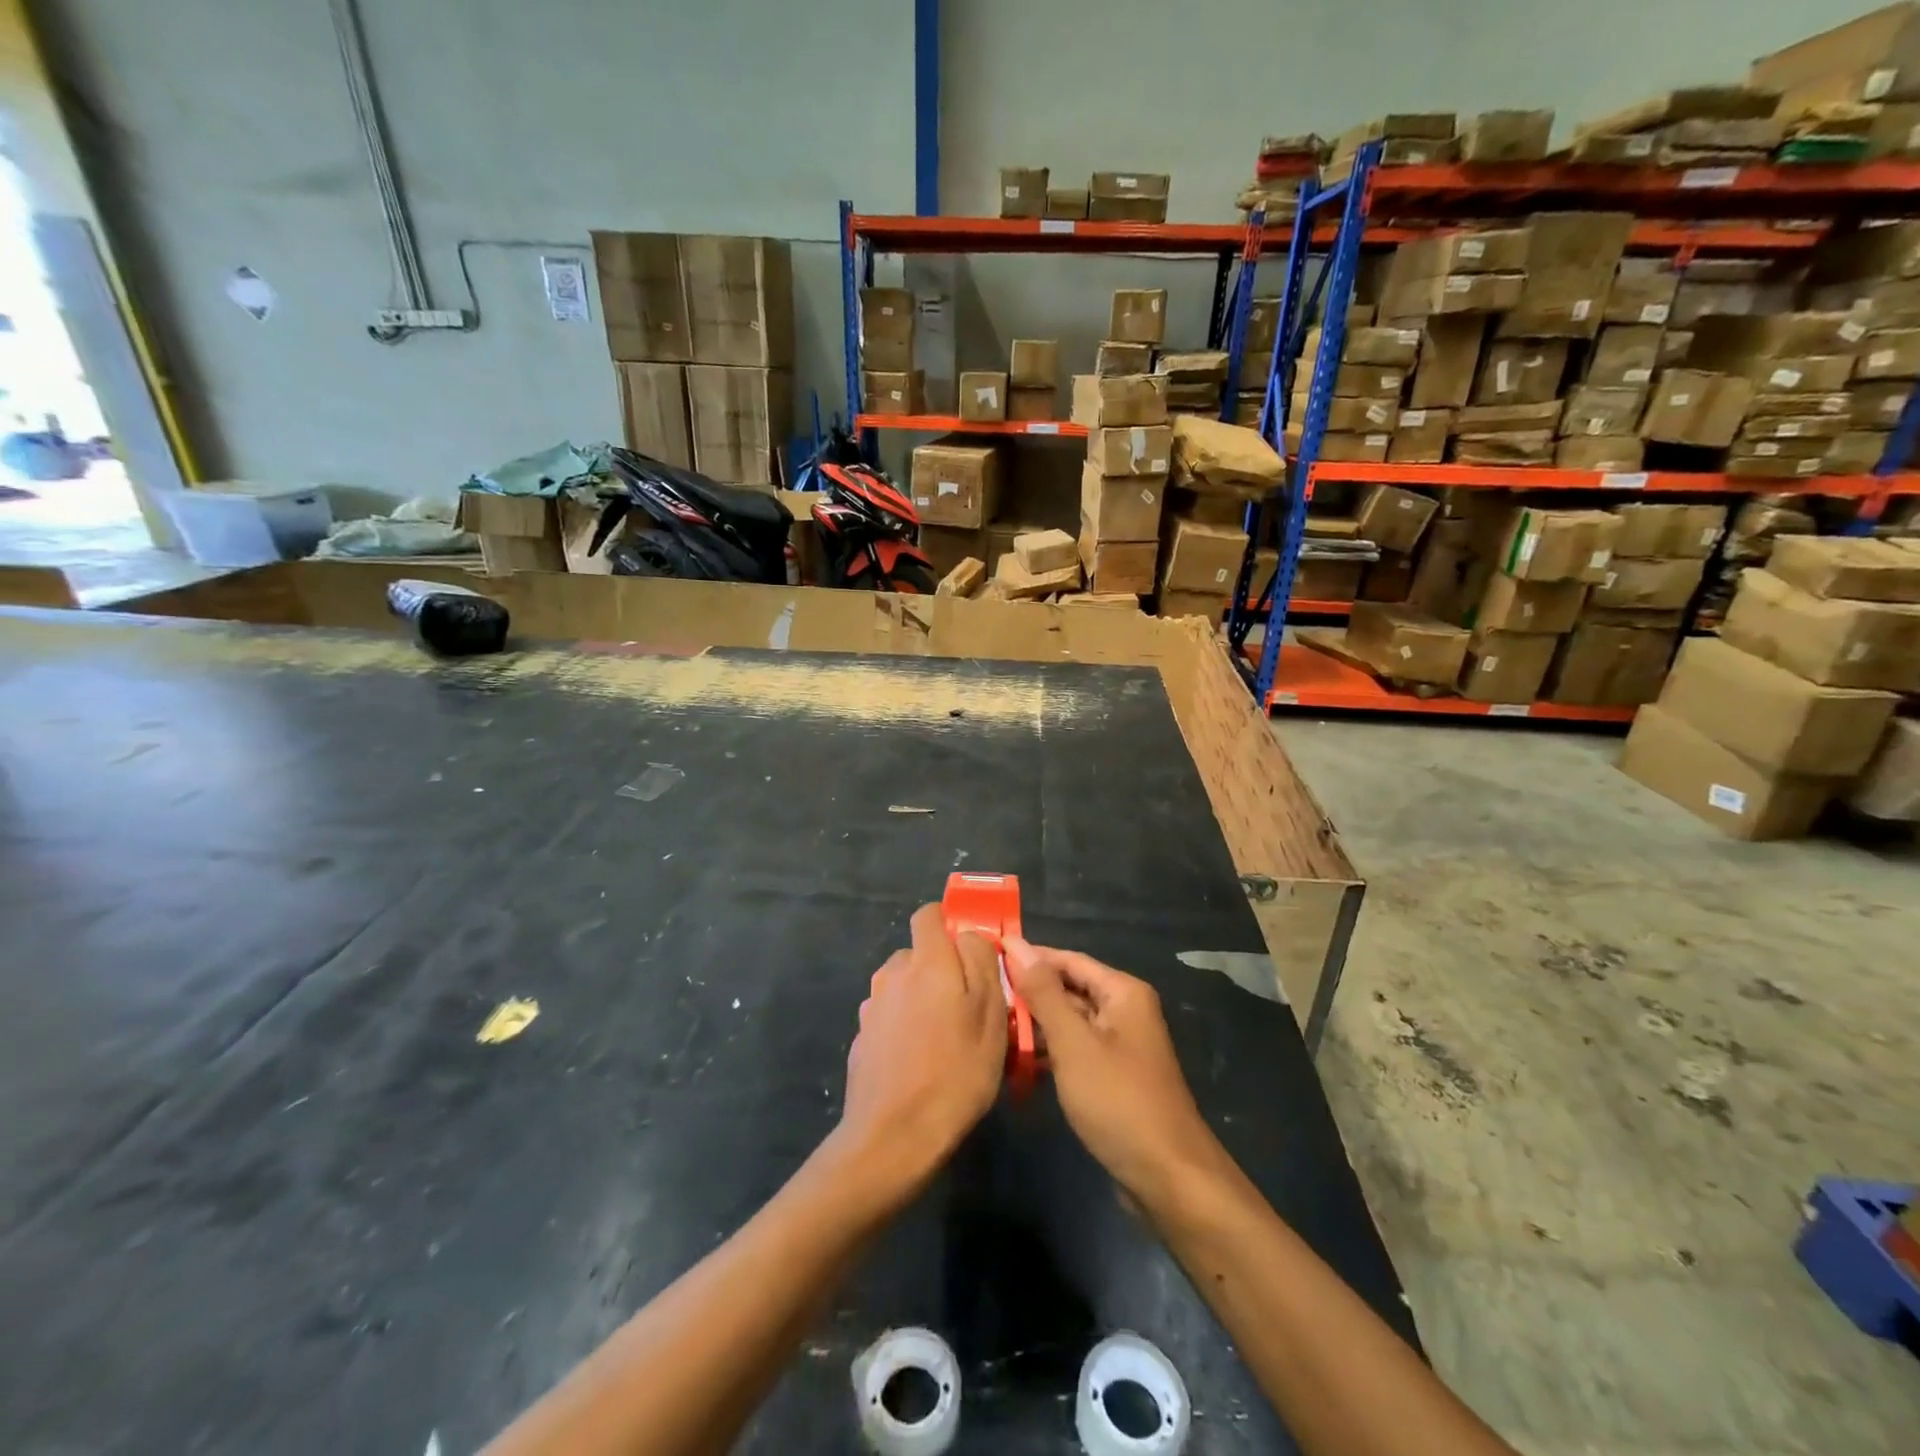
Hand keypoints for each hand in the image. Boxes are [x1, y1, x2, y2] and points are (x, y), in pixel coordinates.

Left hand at [834, 904, 1005, 1205]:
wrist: (893, 1137)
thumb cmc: (955, 1071)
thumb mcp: (990, 1013)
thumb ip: (981, 961)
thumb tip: (969, 935)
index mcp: (925, 961)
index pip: (929, 914)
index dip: (950, 925)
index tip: (971, 954)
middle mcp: (892, 974)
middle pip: (919, 954)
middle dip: (942, 969)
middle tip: (969, 1007)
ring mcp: (872, 1007)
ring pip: (904, 987)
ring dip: (923, 1000)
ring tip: (946, 1040)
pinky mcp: (863, 1039)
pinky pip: (891, 1018)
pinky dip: (905, 1028)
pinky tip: (920, 1062)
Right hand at [1006, 938, 1222, 1203]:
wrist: (1168, 1178)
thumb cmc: (1118, 1100)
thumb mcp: (1074, 1043)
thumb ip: (1043, 993)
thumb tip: (1016, 944)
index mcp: (1122, 992)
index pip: (1068, 959)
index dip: (1029, 957)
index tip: (988, 958)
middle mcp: (1125, 1011)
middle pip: (1069, 989)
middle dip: (1029, 993)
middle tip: (983, 996)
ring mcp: (1120, 1045)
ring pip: (1070, 1022)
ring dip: (1036, 1025)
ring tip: (991, 1026)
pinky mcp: (1113, 1076)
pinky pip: (1075, 1050)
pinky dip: (1049, 1052)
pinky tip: (1017, 1062)